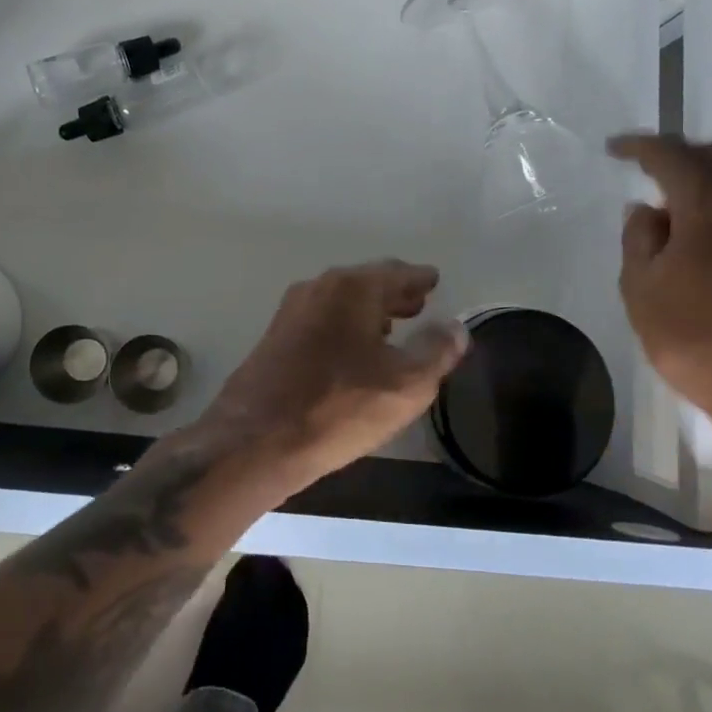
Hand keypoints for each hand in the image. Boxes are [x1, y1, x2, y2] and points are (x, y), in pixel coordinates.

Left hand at [198, 260, 469, 490]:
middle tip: (419, 304)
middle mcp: (319, 288)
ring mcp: (292, 311)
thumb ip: (436, 351)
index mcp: (353, 287)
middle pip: (366, 282)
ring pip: (341, 301)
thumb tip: (455, 326)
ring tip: (391, 328)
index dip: (420, 279)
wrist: (255, 440)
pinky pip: (322, 320)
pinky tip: (353, 351)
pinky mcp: (275, 338)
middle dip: (394, 293)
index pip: (397, 272)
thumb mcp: (405, 385)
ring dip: (369, 310)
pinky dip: (345, 325)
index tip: (434, 281)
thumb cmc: (338, 407)